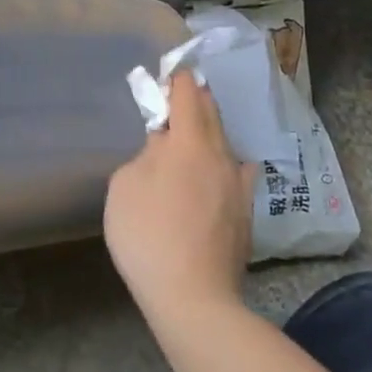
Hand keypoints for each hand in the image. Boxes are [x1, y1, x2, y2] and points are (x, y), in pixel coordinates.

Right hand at [103, 71, 254, 323]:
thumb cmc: (148, 235)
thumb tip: (164, 147)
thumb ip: (145, 155)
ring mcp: (238, 186)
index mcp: (190, 142)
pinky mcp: (245, 214)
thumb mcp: (125, 185)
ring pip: (225, 143)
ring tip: (193, 134)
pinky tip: (219, 172)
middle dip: (195, 99)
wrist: (194, 298)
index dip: (176, 79)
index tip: (166, 73)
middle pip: (211, 113)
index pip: (187, 93)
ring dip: (209, 131)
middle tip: (178, 95)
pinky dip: (222, 163)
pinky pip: (235, 173)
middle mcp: (221, 155)